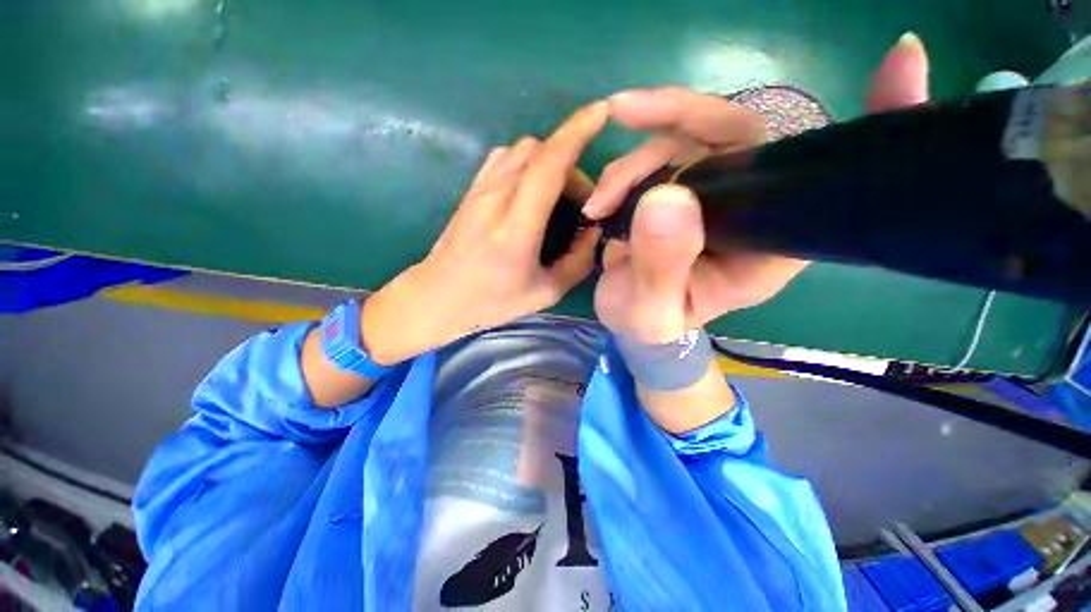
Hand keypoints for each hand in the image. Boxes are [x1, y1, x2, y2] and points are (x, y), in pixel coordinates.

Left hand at [361, 102, 606, 363]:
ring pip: (523, 150)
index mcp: (515, 228)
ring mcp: (479, 189)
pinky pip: (505, 158)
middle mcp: (495, 198)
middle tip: (579, 204)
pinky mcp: (471, 189)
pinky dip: (527, 163)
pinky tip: (531, 190)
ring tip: (556, 197)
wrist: (437, 297)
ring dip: (549, 163)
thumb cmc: (490, 302)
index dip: (577, 132)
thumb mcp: (544, 293)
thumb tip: (593, 231)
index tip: (603, 113)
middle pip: (540, 152)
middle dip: (571, 166)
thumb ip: (577, 262)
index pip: (548, 165)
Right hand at [589, 34, 929, 340]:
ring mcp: (712, 192)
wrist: (629, 319)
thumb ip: (660, 268)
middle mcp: (751, 208)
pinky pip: (658, 153)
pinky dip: (624, 167)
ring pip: (684, 138)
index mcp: (767, 244)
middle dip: (677, 117)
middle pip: (736, 133)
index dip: (876, 123)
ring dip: (633, 160)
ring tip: (600, 203)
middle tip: (623, 112)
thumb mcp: (652, 312)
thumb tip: (665, 198)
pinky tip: (600, 198)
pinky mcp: (678, 188)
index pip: (830, 181)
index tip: (904, 59)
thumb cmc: (650, 325)